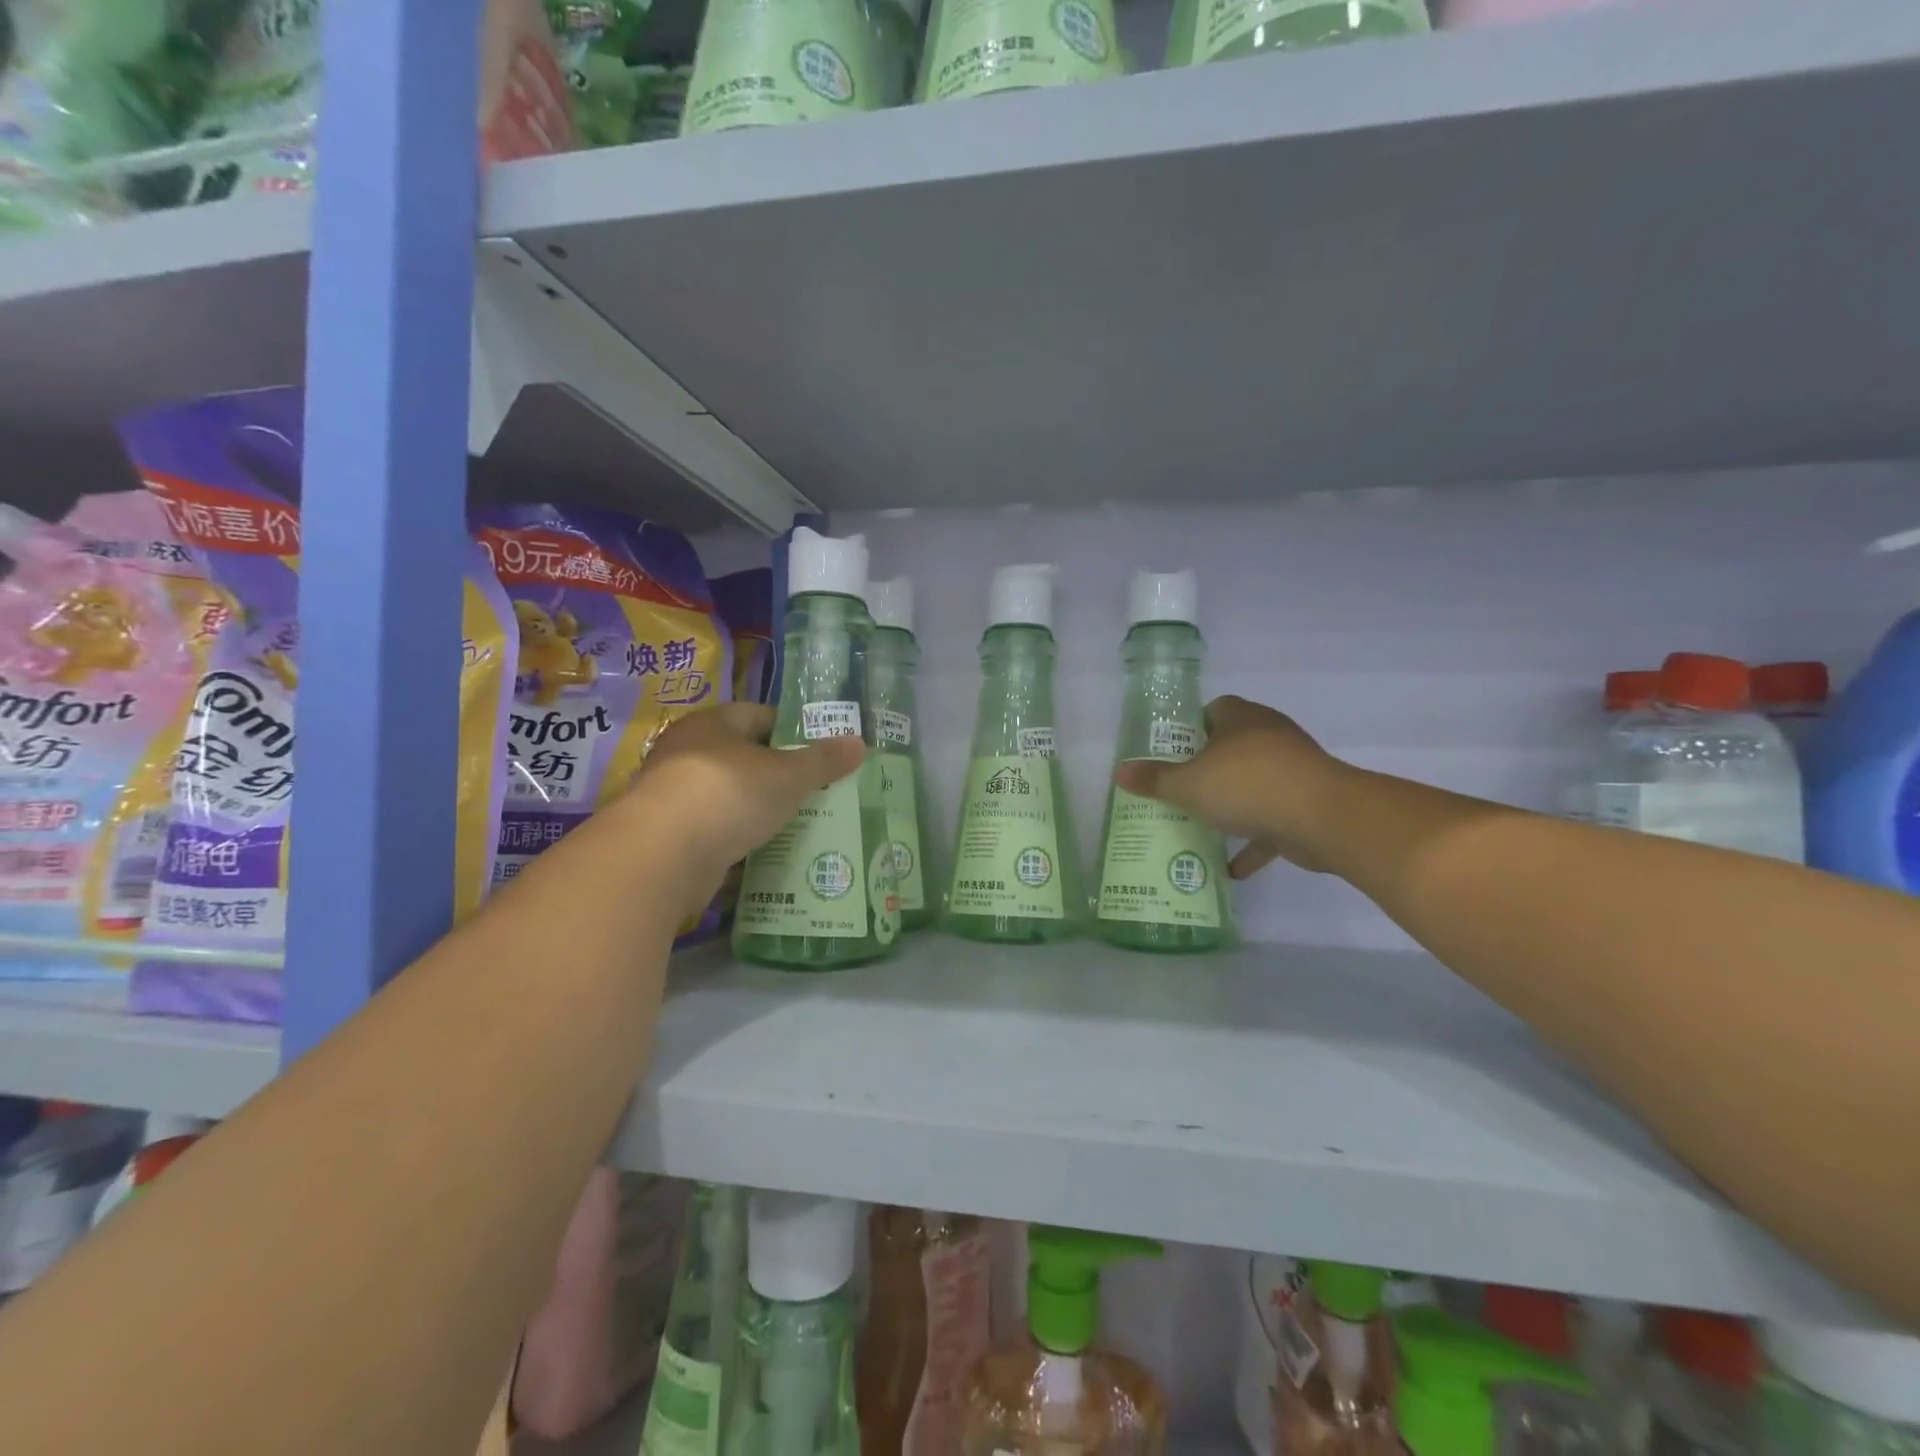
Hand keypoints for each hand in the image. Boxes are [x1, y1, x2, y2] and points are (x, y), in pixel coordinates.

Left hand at [629, 703, 864, 893]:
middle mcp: (687, 752)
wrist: (661, 855)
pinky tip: (763, 851)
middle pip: (742, 756)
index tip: (818, 751)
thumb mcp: (789, 775)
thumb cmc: (729, 794)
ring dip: (755, 808)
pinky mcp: (668, 835)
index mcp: (713, 724)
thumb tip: (860, 742)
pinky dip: (736, 838)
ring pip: (727, 795)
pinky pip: (714, 830)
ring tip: (795, 822)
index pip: (758, 715)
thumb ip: (823, 760)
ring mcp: (673, 794)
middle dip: (776, 773)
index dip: (791, 729)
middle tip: (814, 790)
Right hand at [1113, 695, 1339, 878]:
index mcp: (1241, 719)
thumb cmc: (1247, 785)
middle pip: (1233, 747)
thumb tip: (1119, 772)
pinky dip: (1255, 840)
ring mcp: (1293, 770)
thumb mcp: (1188, 784)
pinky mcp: (1307, 803)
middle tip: (1180, 790)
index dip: (1191, 728)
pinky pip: (1273, 820)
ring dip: (1233, 805)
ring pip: (1255, 783)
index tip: (1172, 754)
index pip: (1214, 710)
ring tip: (1203, 825)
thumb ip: (1154, 779)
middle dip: (1208, 769)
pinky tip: (1232, 866)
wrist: (1322, 817)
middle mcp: (1269, 736)